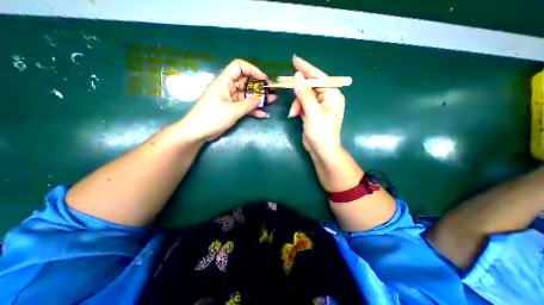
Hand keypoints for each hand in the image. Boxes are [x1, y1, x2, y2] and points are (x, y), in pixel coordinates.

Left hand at [182, 59, 277, 141]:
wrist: (197, 132)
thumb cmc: (211, 118)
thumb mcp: (231, 111)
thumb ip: (247, 105)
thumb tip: (260, 100)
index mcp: (224, 82)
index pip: (239, 67)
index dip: (252, 70)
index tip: (264, 79)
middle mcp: (228, 88)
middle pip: (246, 82)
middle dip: (260, 86)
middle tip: (272, 91)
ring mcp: (230, 99)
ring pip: (247, 95)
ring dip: (259, 98)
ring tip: (272, 101)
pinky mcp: (232, 109)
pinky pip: (245, 107)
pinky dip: (253, 110)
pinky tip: (264, 114)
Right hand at [286, 55, 345, 158]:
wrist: (321, 151)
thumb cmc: (321, 132)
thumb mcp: (312, 111)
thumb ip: (304, 93)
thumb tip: (297, 76)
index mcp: (332, 95)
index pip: (318, 77)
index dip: (306, 68)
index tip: (294, 60)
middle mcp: (326, 98)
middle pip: (309, 87)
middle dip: (297, 91)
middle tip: (282, 82)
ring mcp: (318, 106)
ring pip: (303, 97)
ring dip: (296, 104)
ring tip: (293, 114)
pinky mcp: (311, 113)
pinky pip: (302, 105)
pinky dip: (297, 109)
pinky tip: (294, 115)